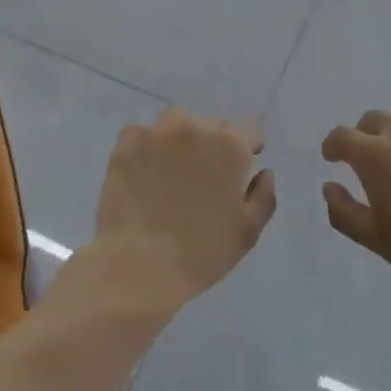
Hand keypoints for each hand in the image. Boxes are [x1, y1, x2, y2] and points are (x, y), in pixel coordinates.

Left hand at [93, 110, 276, 308]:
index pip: (249, 131)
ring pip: (177, 124)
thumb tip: (263, 171)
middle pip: (212, 125)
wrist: (139, 265)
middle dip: (213, 145)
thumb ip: (264, 196)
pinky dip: (147, 146)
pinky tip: (144, 172)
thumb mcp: (247, 231)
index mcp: (230, 145)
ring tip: (172, 171)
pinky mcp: (126, 143)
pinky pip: (143, 134)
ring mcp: (157, 132)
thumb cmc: (201, 252)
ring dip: (181, 140)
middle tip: (203, 178)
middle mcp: (195, 127)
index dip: (248, 149)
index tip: (239, 171)